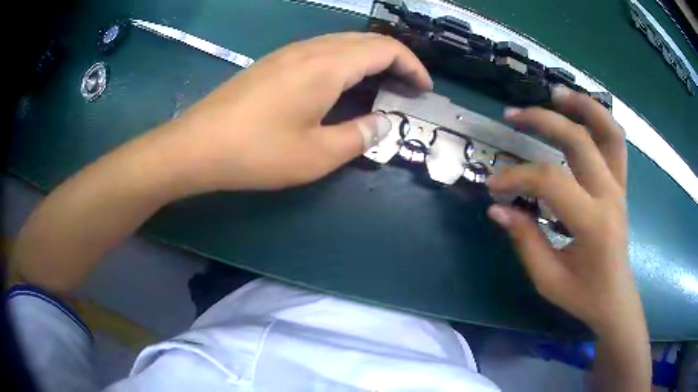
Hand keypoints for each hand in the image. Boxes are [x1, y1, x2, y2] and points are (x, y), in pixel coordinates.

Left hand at [155, 32, 431, 193]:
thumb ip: (358, 137)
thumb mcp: (316, 155)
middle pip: (365, 40)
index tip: (424, 89)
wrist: (197, 146)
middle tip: (407, 88)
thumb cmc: (256, 152)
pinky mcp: (272, 63)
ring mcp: (288, 53)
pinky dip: (344, 62)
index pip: (385, 49)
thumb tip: (382, 123)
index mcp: (327, 66)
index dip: (412, 66)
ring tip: (380, 86)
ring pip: (342, 43)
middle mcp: (310, 49)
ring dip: (369, 59)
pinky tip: (341, 85)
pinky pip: (320, 51)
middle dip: (395, 59)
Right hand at [485, 87, 643, 338]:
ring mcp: (619, 187)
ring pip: (608, 131)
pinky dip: (598, 119)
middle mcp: (610, 196)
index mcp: (593, 224)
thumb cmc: (583, 295)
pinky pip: (615, 141)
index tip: (493, 185)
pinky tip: (579, 112)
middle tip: (511, 116)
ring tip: (555, 93)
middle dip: (542, 121)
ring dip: (583, 106)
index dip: (517, 177)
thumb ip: (524, 240)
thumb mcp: (548, 279)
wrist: (615, 298)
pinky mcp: (620, 185)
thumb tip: (497, 208)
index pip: (551, 181)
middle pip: (579, 141)